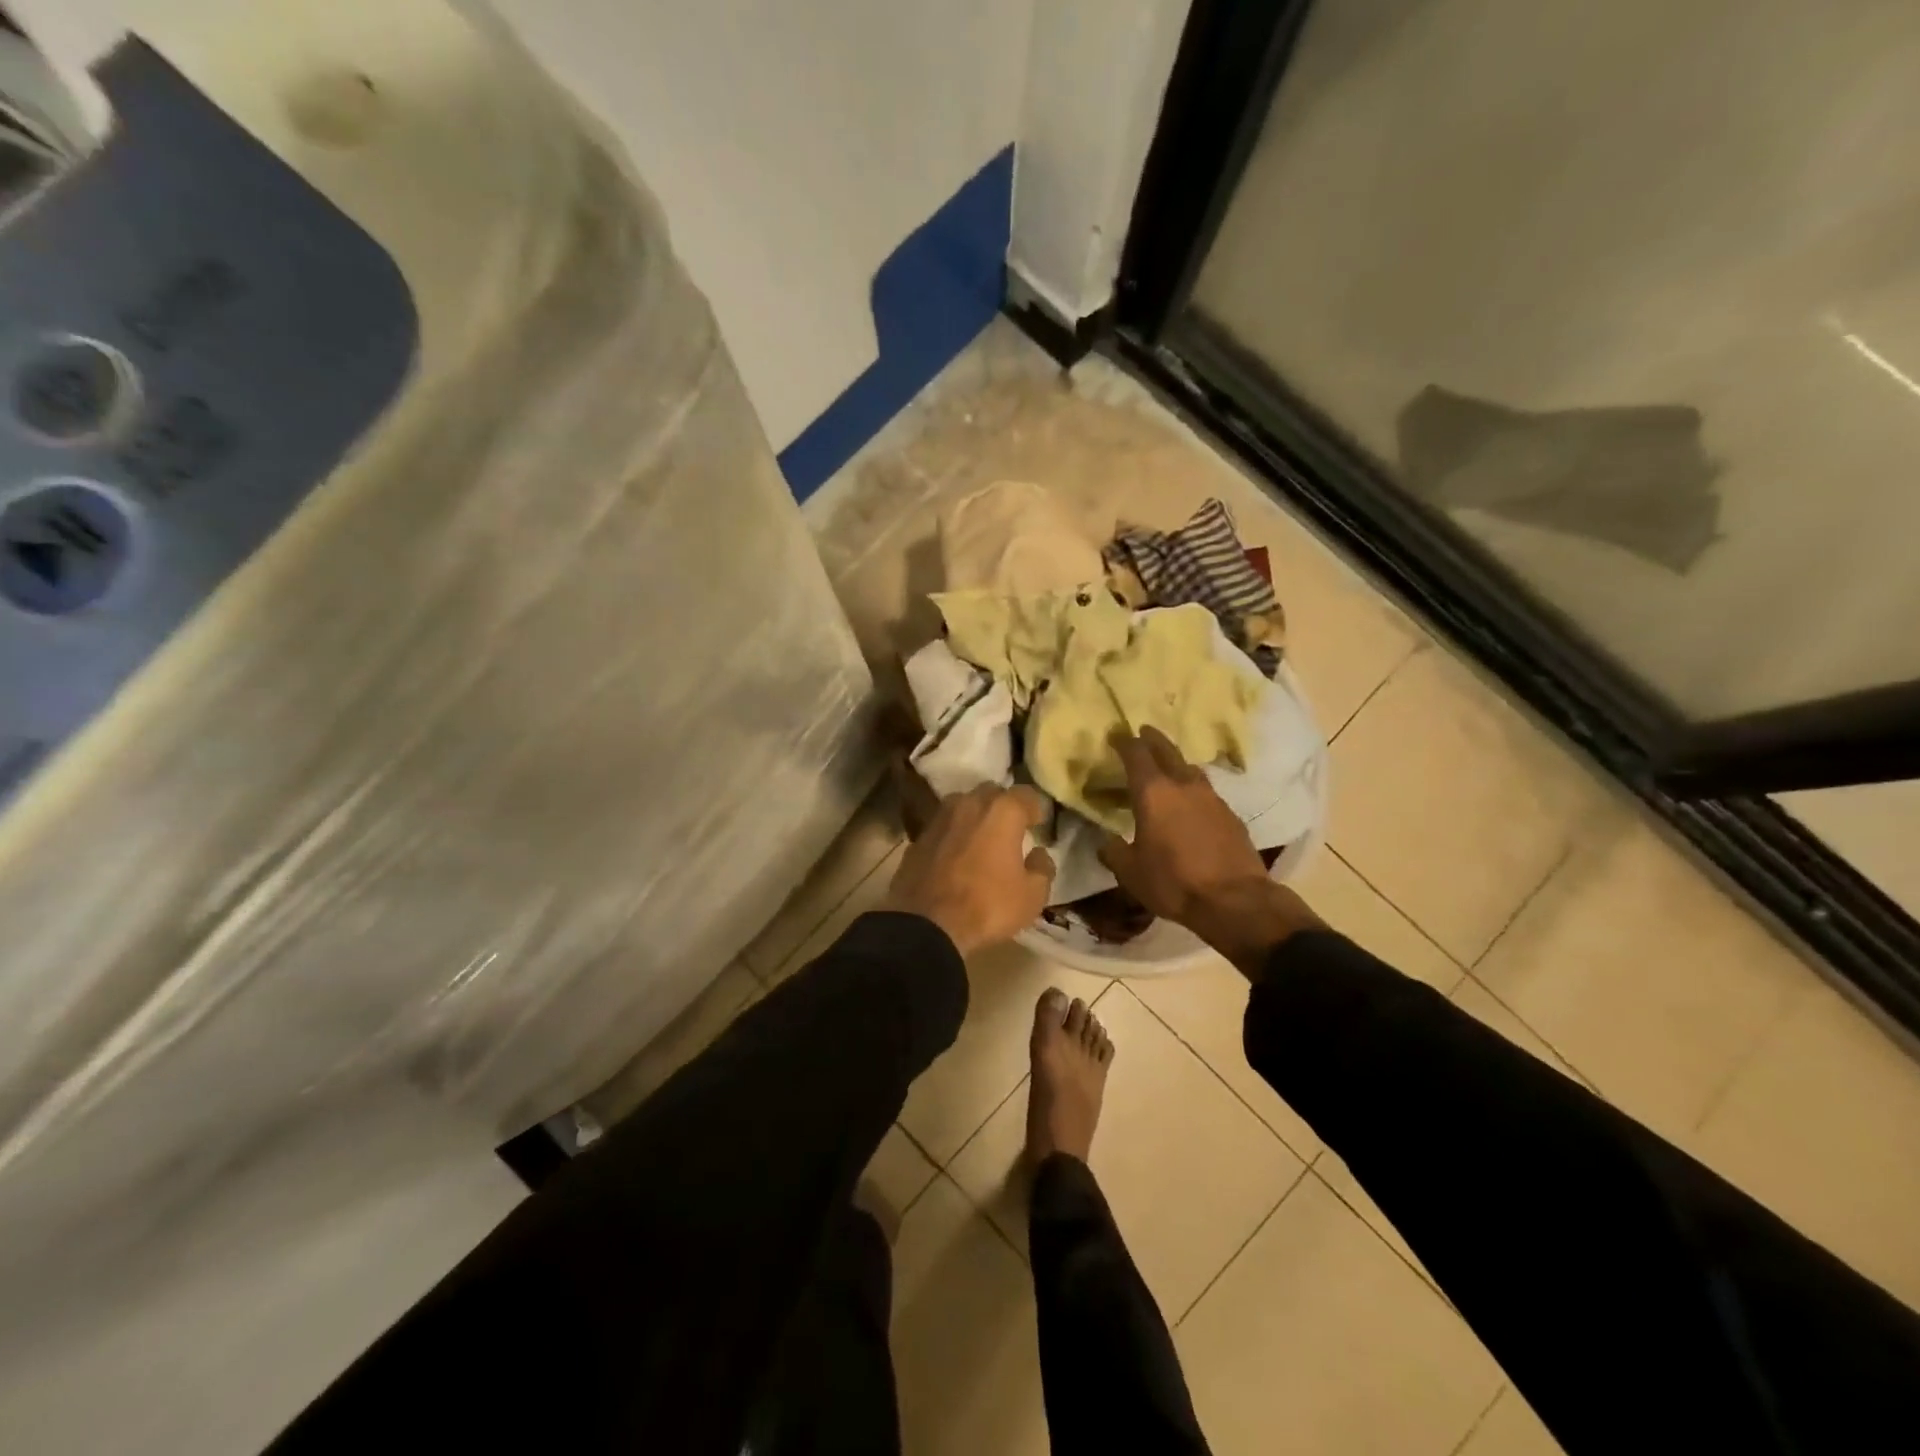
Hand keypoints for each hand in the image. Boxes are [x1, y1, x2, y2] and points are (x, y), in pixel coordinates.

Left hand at [885, 785, 1056, 957]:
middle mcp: (969, 804)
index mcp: (1002, 811)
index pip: (1026, 794)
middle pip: (991, 793)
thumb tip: (1038, 854)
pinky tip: (955, 856)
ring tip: (981, 840)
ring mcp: (939, 818)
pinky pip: (943, 827)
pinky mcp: (917, 837)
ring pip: (963, 806)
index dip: (1035, 808)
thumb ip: (1042, 868)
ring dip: (975, 817)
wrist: (927, 924)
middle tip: (1010, 830)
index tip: (1038, 824)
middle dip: (1003, 807)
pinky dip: (953, 835)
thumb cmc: (987, 905)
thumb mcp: (1032, 896)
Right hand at [1099, 727, 1320, 975]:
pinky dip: (1193, 791)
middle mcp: (1183, 785)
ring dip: (1176, 764)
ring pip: (1190, 769)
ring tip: (1167, 770)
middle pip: (1167, 750)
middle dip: (1152, 739)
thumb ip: (1114, 851)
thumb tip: (1107, 841)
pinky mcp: (1231, 815)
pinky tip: (1190, 805)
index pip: (1136, 753)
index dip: (1123, 741)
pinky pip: (1206, 793)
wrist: (1235, 901)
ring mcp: (1212, 798)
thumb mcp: (1130, 872)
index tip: (1115, 735)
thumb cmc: (1173, 882)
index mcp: (1153, 793)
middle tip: (1143, 733)